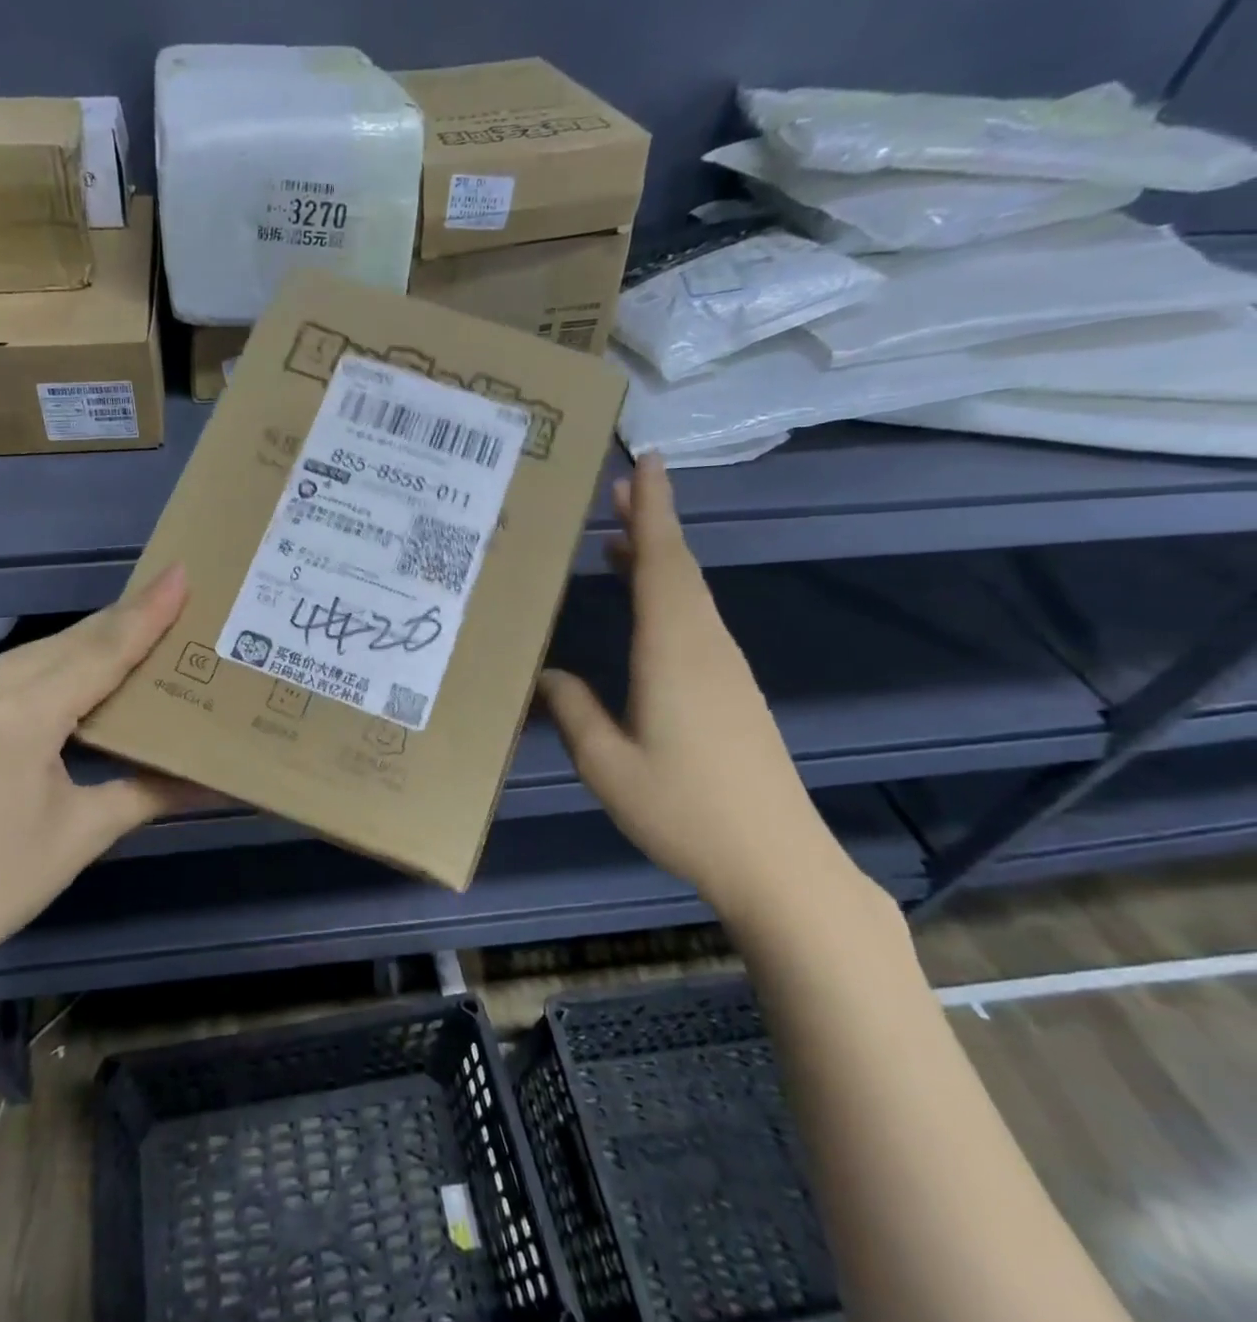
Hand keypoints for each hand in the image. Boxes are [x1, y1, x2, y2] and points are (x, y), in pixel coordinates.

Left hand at [0, 566, 202, 1003]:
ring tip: (132, 636)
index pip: (101, 650)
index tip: (180, 573)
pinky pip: (3, 674)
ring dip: (84, 644)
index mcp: (22, 715)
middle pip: (68, 642)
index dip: (146, 612)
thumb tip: (217, 785)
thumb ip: (150, 793)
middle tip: (169, 601)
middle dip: (122, 621)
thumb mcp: (82, 833)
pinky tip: (69, 677)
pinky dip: (47, 667)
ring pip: (33, 654)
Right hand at [537, 457, 854, 917]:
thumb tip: (546, 673)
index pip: (663, 563)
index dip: (655, 510)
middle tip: (620, 487)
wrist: (775, 860)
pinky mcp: (731, 690)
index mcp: (674, 652)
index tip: (647, 461)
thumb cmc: (684, 809)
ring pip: (689, 594)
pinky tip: (643, 609)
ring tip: (616, 540)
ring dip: (657, 559)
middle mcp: (704, 646)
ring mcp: (724, 668)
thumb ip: (573, 710)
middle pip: (679, 569)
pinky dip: (667, 595)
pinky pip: (694, 621)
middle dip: (651, 523)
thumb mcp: (607, 764)